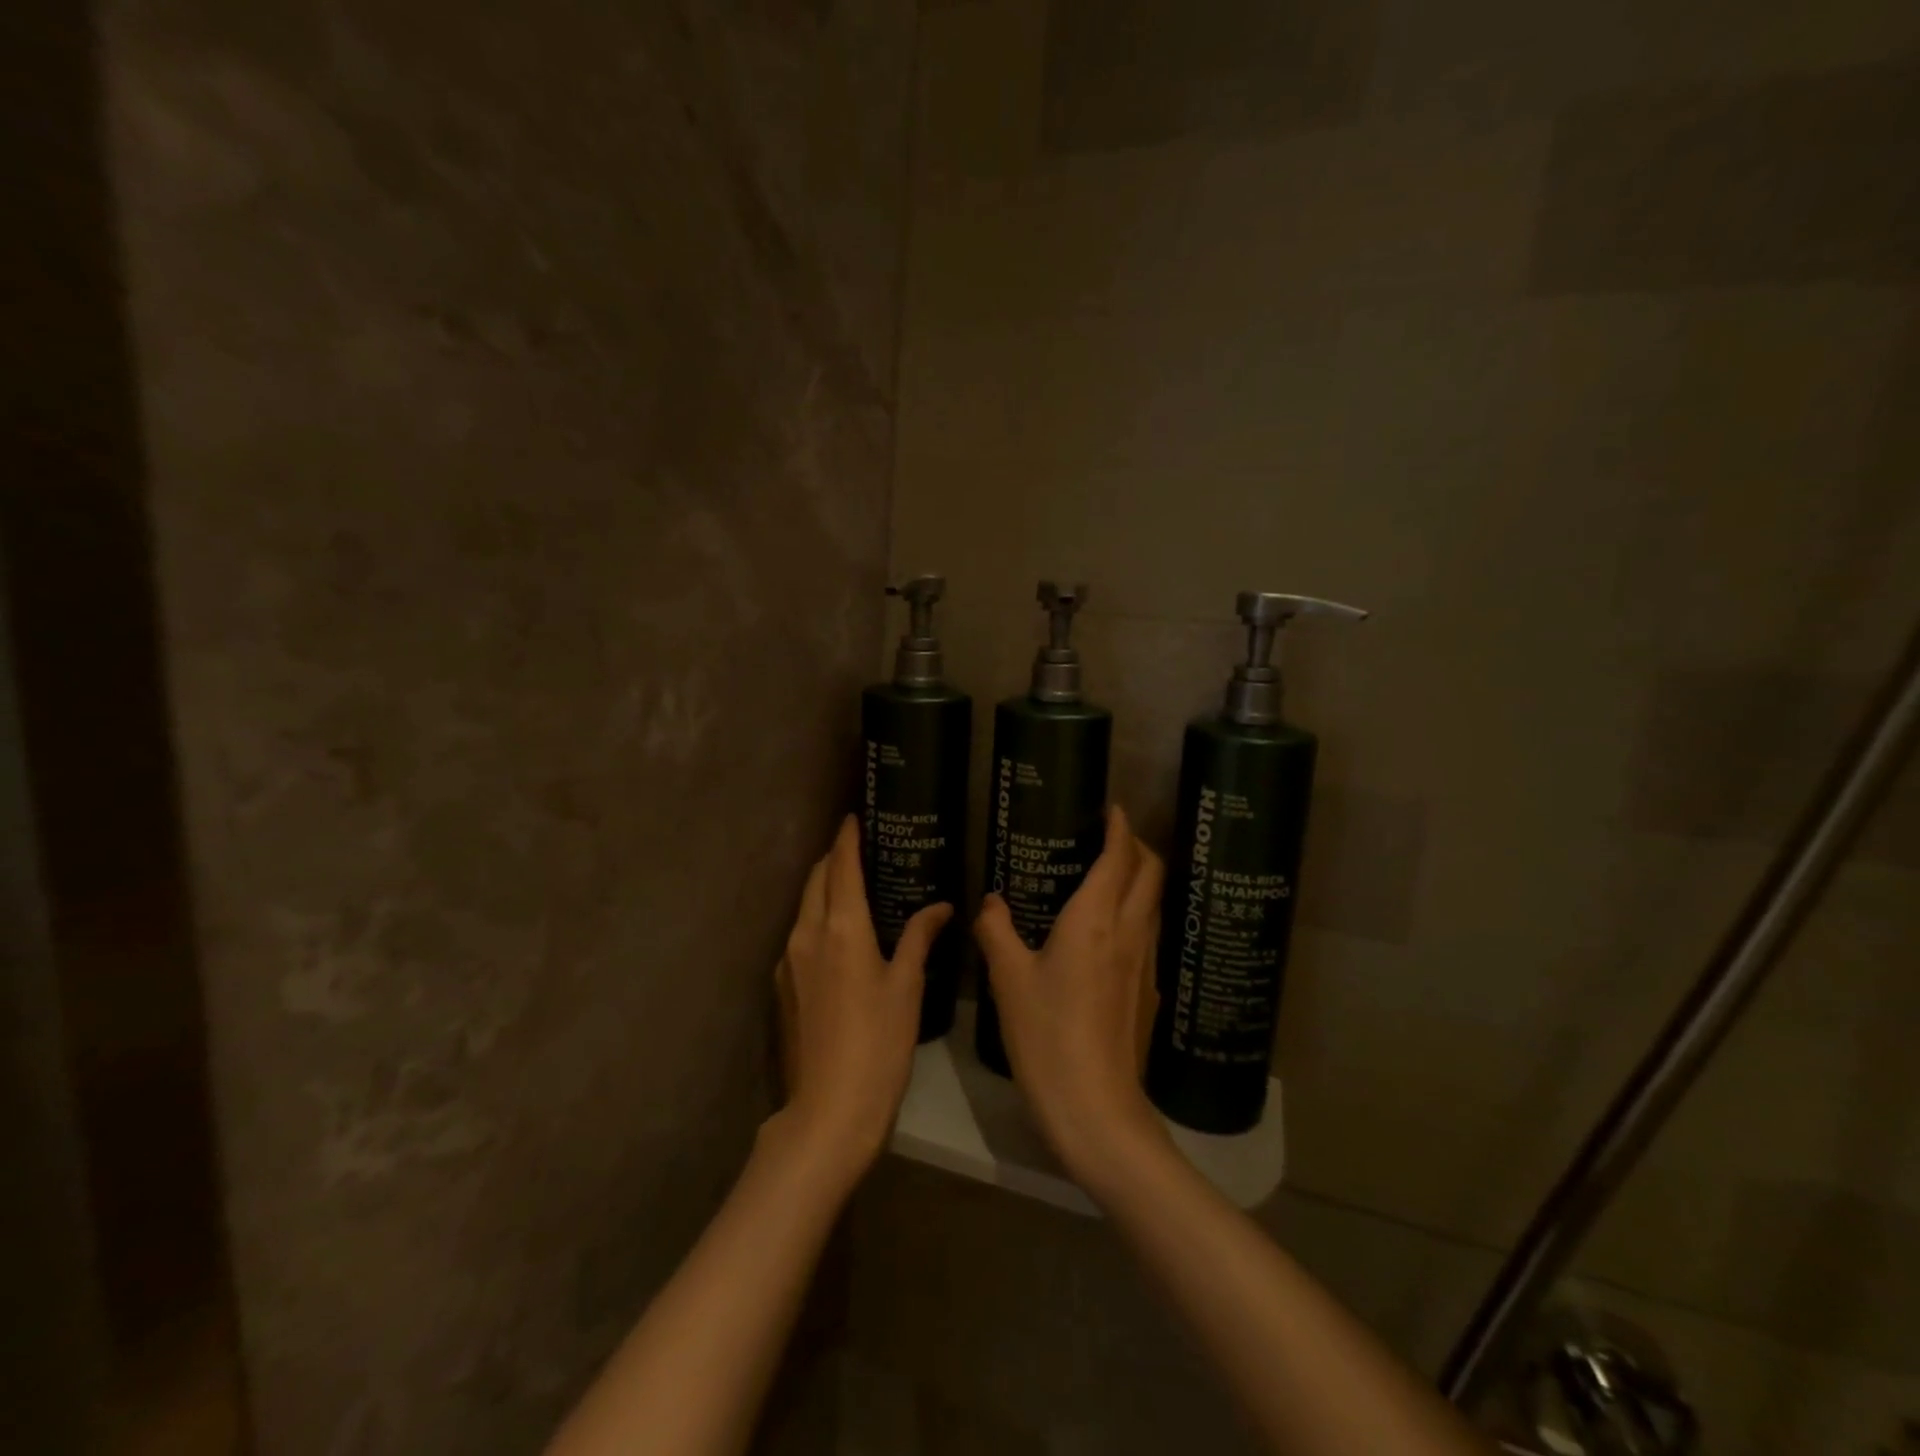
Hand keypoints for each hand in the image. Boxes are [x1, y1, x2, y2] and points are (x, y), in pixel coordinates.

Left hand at [775, 816, 950, 1183]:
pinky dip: (818, 917)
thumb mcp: (907, 987)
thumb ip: (919, 937)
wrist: (829, 1109)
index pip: (842, 865)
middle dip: (835, 857)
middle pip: (817, 879)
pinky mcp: (783, 985)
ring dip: (825, 887)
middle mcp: (807, 933)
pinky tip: (840, 933)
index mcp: (841, 927)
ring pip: (805, 906)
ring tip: (853, 885)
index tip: (854, 816)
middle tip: (860, 847)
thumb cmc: (879, 1043)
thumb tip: (940, 907)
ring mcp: (789, 960)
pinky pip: (800, 933)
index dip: (848, 837)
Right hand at [974, 805, 1168, 1193]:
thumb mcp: (1009, 979)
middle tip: (1110, 837)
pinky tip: (1108, 934)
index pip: (1120, 856)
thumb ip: (996, 930)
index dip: (1120, 826)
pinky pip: (1149, 935)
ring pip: (1155, 904)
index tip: (1111, 808)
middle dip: (1138, 845)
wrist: (1097, 1108)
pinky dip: (1136, 915)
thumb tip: (989, 901)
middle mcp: (1130, 932)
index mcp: (1096, 920)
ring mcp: (1147, 964)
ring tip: (1108, 876)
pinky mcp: (1150, 993)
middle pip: (1151, 873)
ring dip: (1141, 879)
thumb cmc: (1048, 1035)